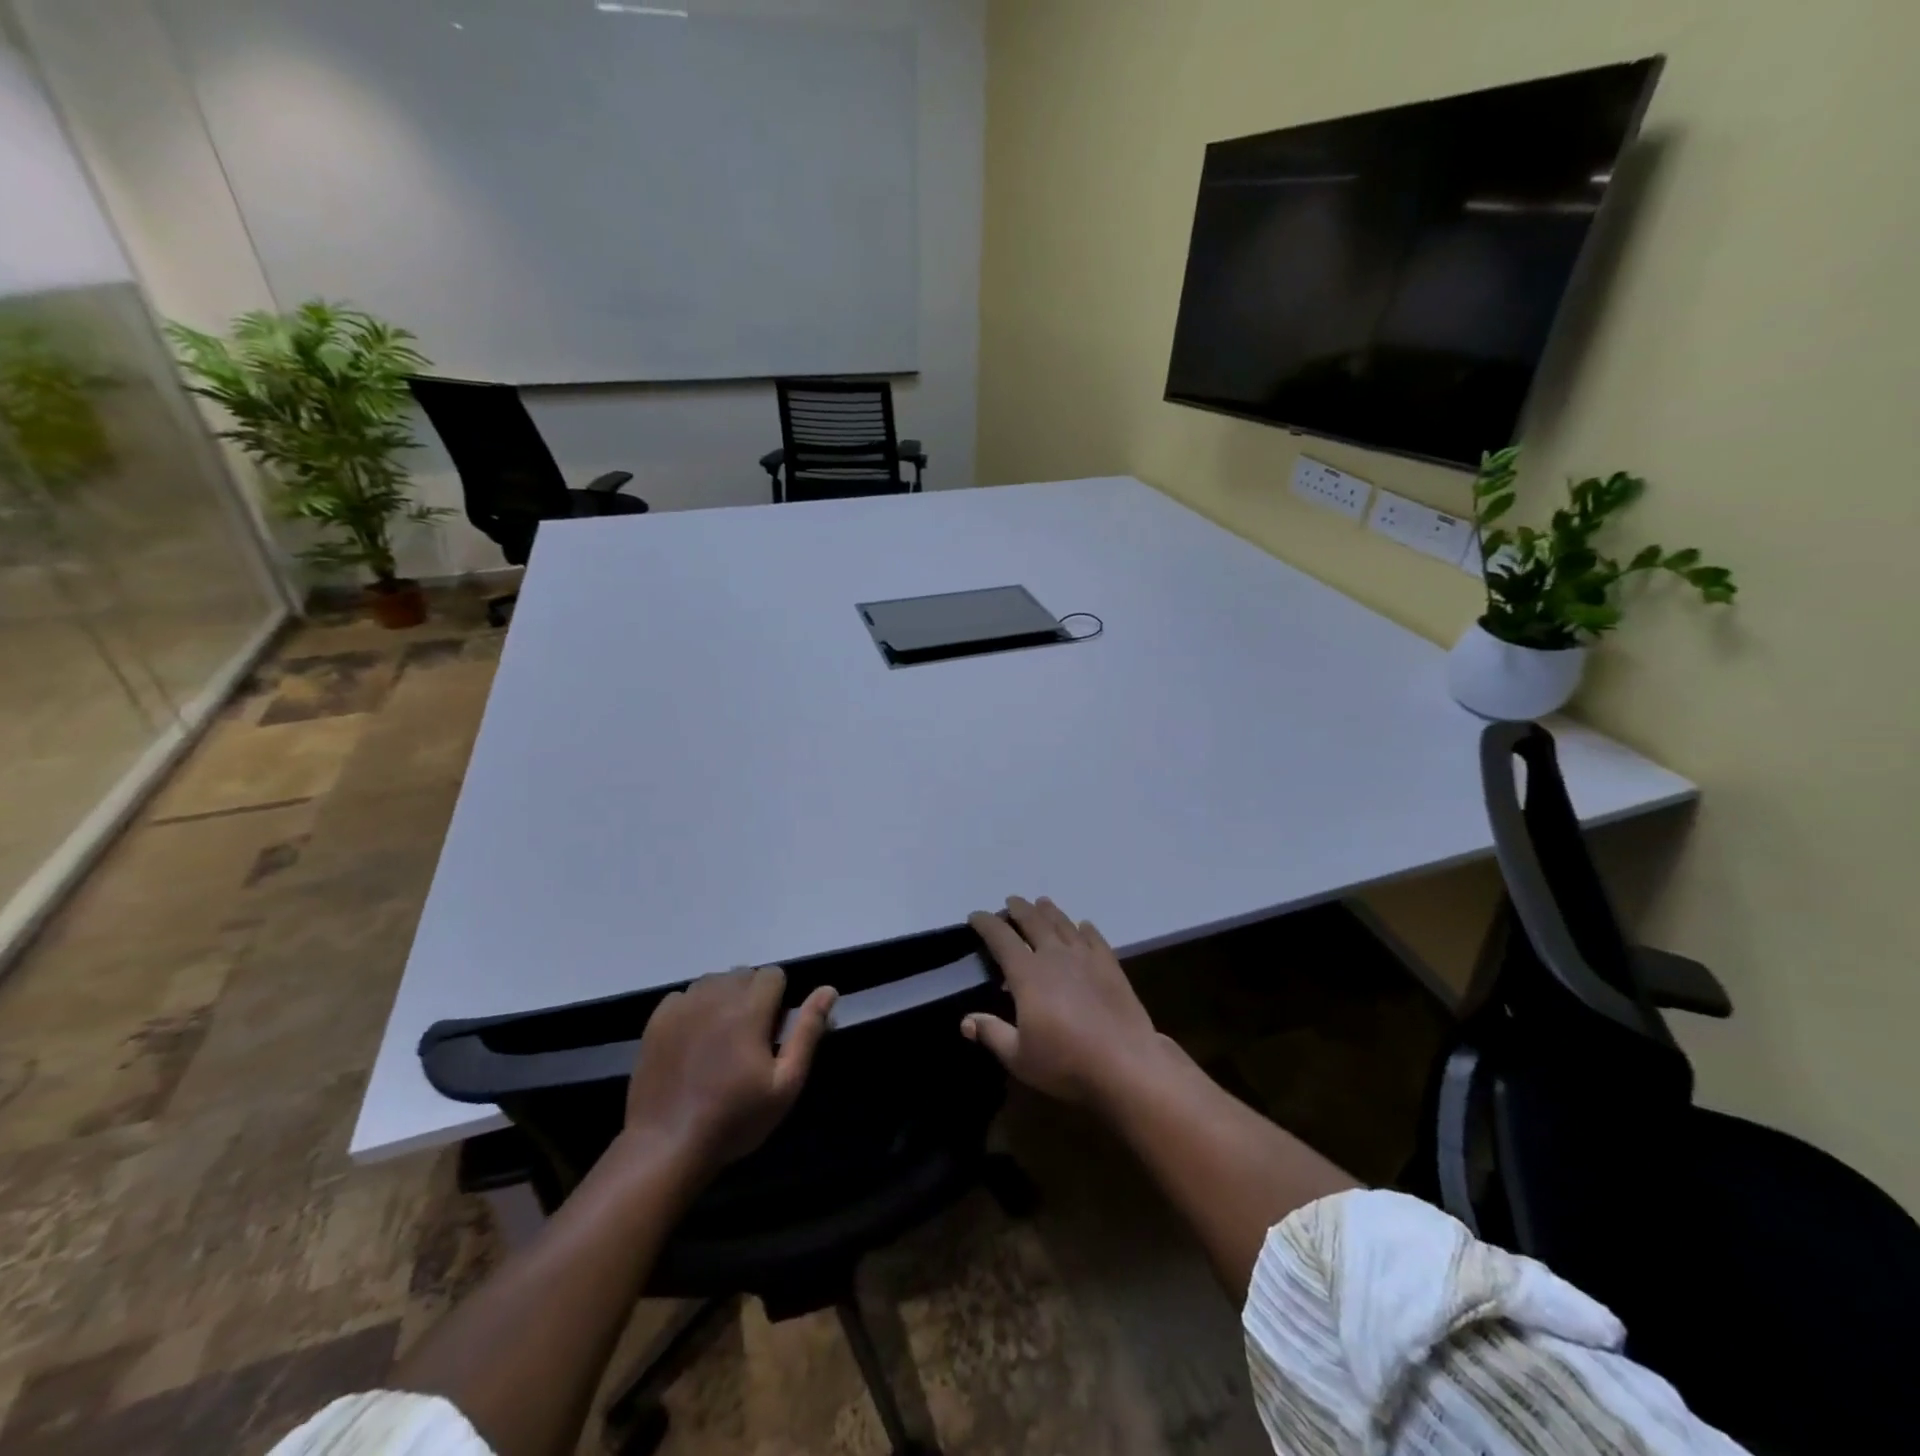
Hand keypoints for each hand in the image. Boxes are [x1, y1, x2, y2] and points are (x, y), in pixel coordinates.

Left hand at [621, 967, 836, 1176]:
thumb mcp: (785, 1083)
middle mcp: (715, 997)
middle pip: (743, 974)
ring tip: (721, 1037)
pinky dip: (693, 1008)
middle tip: (750, 1037)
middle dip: (752, 996)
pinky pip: (683, 996)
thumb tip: (828, 990)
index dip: (779, 998)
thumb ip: (807, 1031)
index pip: (773, 974)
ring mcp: (682, 1007)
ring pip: (713, 982)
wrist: (666, 1145)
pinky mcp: (656, 1021)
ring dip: (723, 998)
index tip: (774, 1030)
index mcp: (749, 1009)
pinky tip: (693, 1040)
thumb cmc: (734, 1119)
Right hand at [963, 897, 1161, 1108]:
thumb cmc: (1066, 1062)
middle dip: (1019, 909)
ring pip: (1064, 924)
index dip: (986, 923)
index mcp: (1027, 974)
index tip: (975, 916)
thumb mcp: (1019, 1056)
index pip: (1001, 938)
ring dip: (1050, 911)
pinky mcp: (1111, 966)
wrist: (1126, 1064)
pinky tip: (1084, 925)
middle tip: (1011, 901)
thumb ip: (992, 1033)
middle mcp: (1055, 956)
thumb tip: (965, 1021)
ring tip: (1042, 903)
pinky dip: (1085, 928)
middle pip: (1034, 922)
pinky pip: (1095, 938)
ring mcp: (1085, 958)